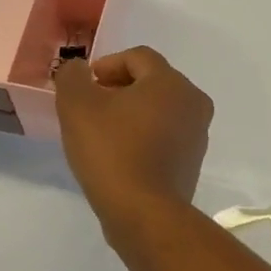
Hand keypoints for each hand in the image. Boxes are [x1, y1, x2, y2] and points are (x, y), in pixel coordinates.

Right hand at [55, 47, 213, 241]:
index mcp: (171, 81)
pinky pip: (165, 137)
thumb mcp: (77, 106)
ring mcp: (197, 134)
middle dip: (119, 88)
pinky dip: (144, 137)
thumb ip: (73, 77)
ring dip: (132, 113)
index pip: (138, 56)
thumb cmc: (112, 150)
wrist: (144, 213)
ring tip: (102, 133)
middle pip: (151, 82)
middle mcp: (193, 102)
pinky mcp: (192, 163)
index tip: (84, 86)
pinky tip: (120, 156)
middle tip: (90, 107)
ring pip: (160, 110)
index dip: (107, 65)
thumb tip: (78, 69)